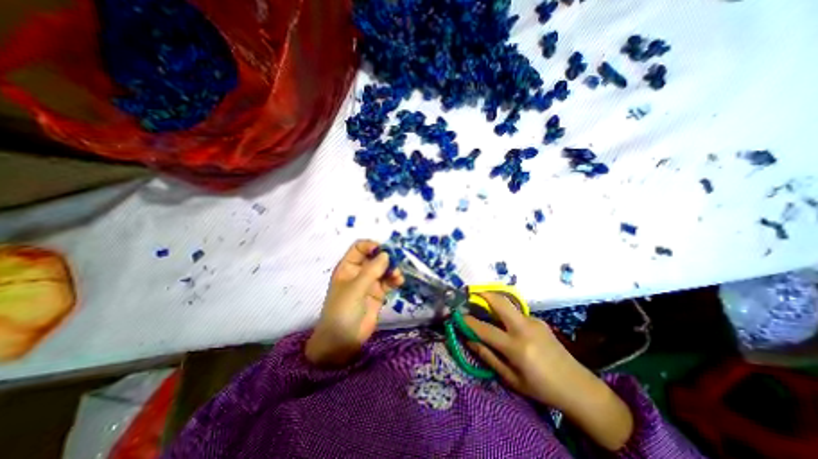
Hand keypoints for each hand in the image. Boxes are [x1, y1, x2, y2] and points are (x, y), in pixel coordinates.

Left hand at [307, 241, 400, 365]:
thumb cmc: (343, 311)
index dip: (371, 246)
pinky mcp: (378, 293)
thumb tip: (387, 254)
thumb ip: (372, 270)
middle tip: (396, 262)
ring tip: (397, 276)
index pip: (360, 248)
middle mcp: (359, 272)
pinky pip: (388, 281)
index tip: (384, 250)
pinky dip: (395, 279)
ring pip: (383, 268)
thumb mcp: (355, 288)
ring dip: (392, 269)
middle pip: (374, 257)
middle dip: (386, 257)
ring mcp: (369, 283)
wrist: (343, 341)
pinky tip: (399, 282)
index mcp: (348, 267)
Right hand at [462, 294, 634, 451]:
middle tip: (470, 294)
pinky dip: (506, 314)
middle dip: (483, 294)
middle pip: (500, 302)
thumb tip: (469, 340)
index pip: (485, 329)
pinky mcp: (539, 320)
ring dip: (494, 303)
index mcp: (517, 347)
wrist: (578, 386)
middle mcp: (524, 328)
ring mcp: (533, 321)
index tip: (457, 316)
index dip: (468, 322)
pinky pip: (516, 313)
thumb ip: (488, 356)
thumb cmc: (541, 388)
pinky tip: (506, 325)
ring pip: (508, 305)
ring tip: (484, 310)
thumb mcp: (511, 379)